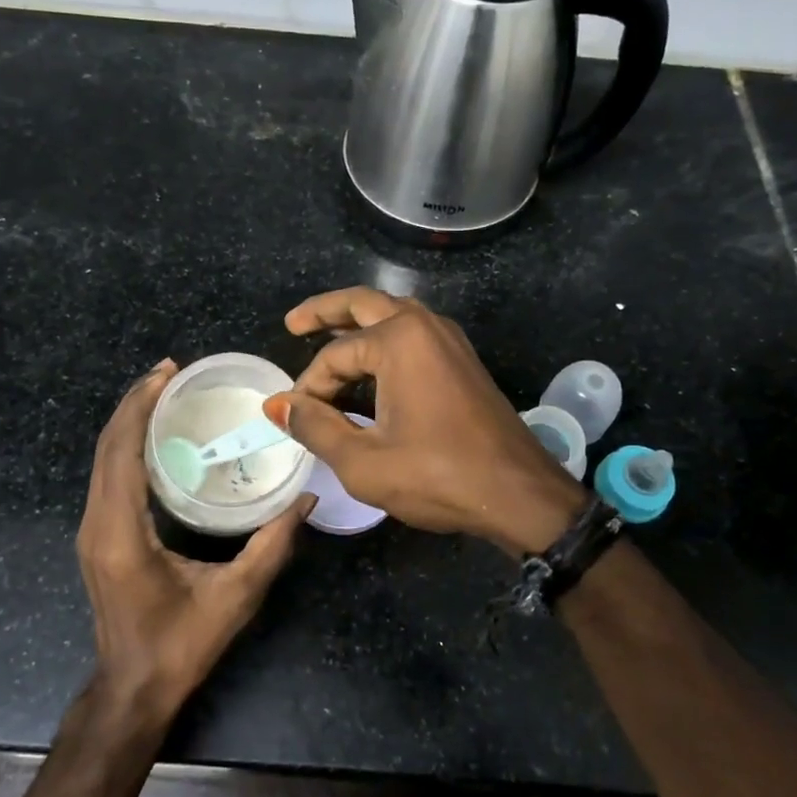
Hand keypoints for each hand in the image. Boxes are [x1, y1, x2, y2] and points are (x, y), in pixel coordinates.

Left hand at [78, 359, 314, 724]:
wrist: (133, 689)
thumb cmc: (182, 645)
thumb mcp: (236, 596)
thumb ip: (272, 544)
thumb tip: (306, 498)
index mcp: (122, 533)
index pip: (122, 452)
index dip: (140, 406)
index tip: (167, 372)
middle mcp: (98, 524)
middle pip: (106, 447)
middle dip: (135, 402)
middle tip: (170, 372)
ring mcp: (92, 531)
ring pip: (102, 459)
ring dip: (129, 421)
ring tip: (164, 393)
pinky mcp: (98, 537)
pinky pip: (107, 476)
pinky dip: (127, 445)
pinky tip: (156, 436)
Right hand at [264, 289, 586, 555]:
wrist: (520, 493)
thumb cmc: (438, 476)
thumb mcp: (363, 461)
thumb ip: (315, 427)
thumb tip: (276, 405)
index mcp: (399, 340)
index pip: (334, 357)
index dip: (309, 388)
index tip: (297, 419)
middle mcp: (425, 326)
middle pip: (363, 303)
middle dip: (325, 312)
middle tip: (293, 324)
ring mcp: (449, 340)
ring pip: (392, 314)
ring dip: (357, 323)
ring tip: (325, 338)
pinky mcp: (462, 359)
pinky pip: (413, 334)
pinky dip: (383, 340)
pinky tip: (369, 366)